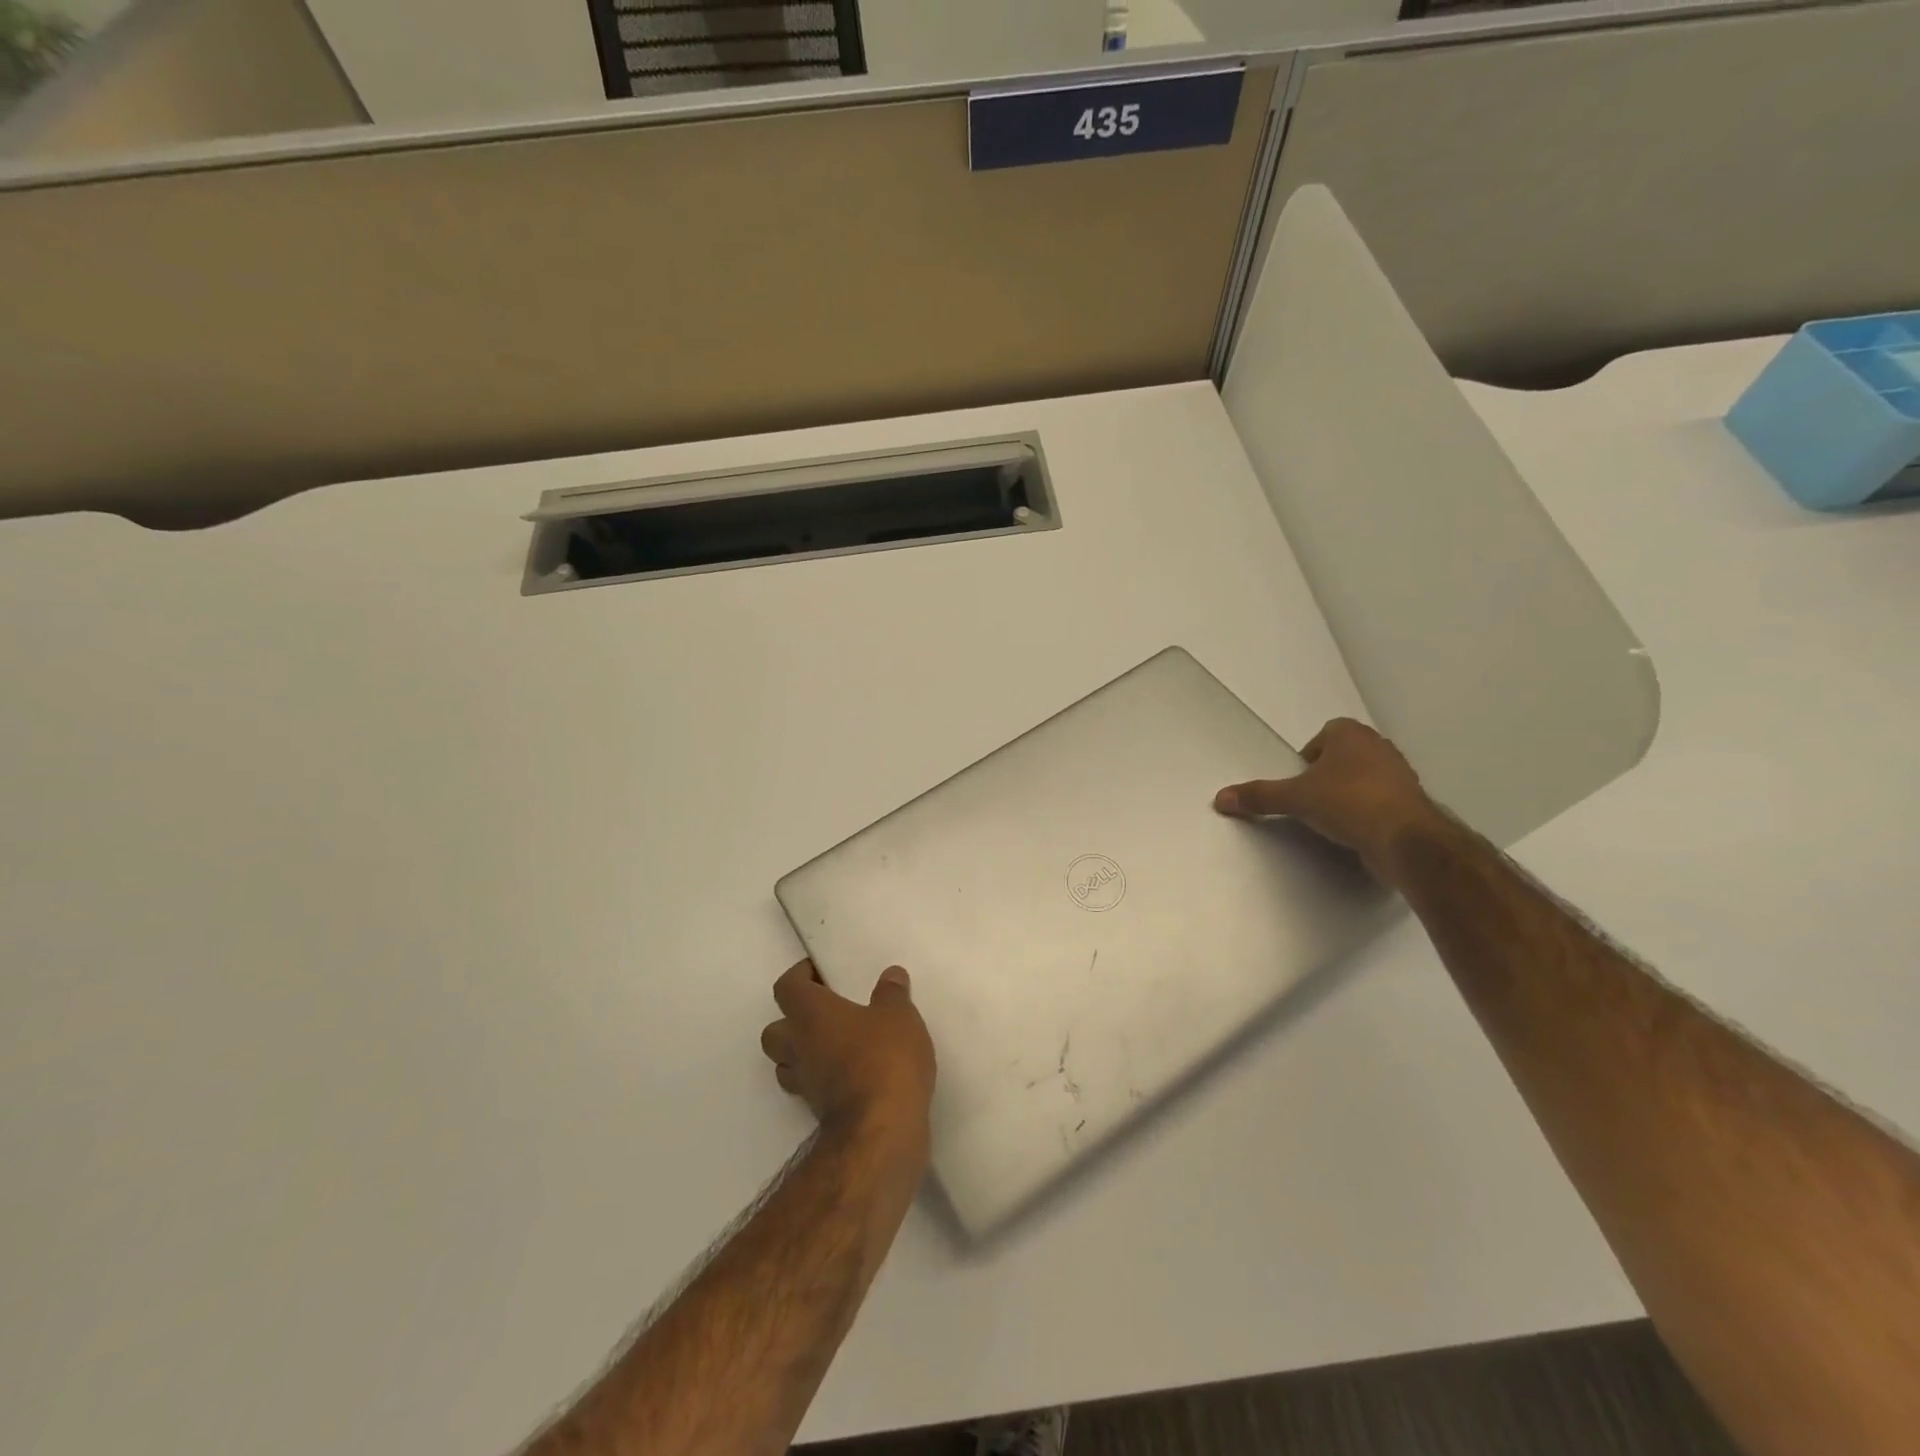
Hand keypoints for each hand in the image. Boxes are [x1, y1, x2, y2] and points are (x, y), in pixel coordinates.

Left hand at [761, 960, 935, 1148]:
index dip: (800, 976)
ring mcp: (805, 1083)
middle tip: (826, 1012)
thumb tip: (891, 975)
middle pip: (775, 1030)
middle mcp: (798, 1046)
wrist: (880, 1130)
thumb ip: (892, 993)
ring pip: (787, 1062)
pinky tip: (852, 1073)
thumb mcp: (899, 1015)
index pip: (786, 987)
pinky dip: (823, 1078)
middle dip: (793, 1019)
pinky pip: (810, 1087)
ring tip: (837, 1044)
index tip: (822, 972)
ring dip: (804, 1052)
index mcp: (810, 1014)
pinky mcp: (818, 1111)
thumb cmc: (884, 1058)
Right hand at [1214, 717, 1442, 886]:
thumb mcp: (1295, 799)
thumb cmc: (1348, 802)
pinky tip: (1354, 832)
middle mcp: (1379, 748)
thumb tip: (1220, 798)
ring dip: (1347, 794)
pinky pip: (1380, 802)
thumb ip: (1259, 796)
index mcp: (1352, 735)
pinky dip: (1367, 813)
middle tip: (1309, 799)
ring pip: (1364, 779)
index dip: (1308, 757)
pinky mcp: (1411, 804)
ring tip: (1330, 819)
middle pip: (1343, 756)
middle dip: (1327, 775)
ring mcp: (1400, 775)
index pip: (1324, 735)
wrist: (1404, 839)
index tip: (1299, 781)